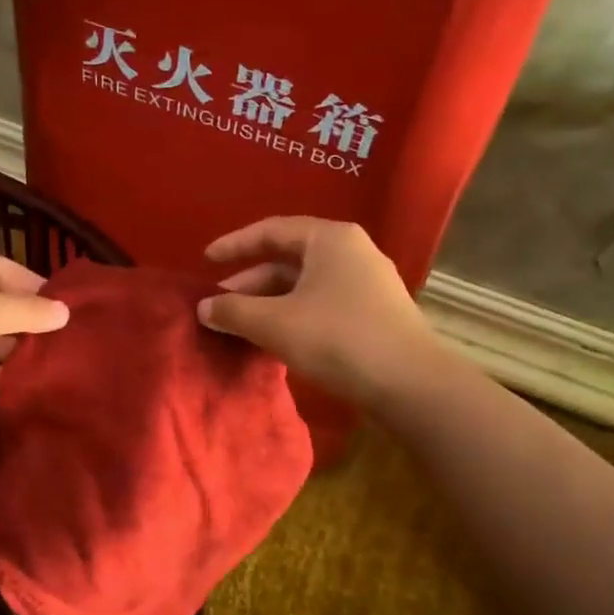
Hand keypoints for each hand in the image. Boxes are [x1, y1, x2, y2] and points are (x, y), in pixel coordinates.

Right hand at [197, 218, 442, 408]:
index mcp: (330, 239)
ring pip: (304, 286)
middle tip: (218, 306)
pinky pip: (321, 304)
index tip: (205, 260)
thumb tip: (204, 308)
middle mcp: (351, 252)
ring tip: (240, 327)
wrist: (409, 383)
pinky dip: (292, 316)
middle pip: (287, 260)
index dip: (234, 244)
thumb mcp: (274, 323)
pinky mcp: (374, 314)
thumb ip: (233, 311)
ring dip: (268, 304)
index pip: (271, 231)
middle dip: (249, 283)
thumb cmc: (337, 338)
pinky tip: (274, 340)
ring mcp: (367, 284)